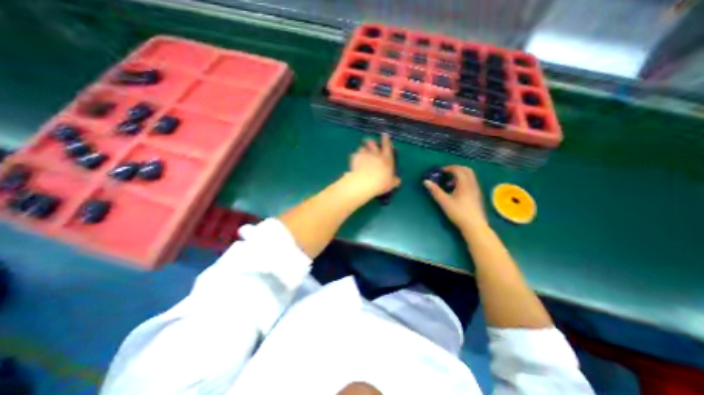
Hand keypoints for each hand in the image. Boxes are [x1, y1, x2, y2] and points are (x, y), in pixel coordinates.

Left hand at [345, 135, 401, 198]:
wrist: (364, 182)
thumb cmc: (380, 183)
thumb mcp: (390, 184)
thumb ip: (394, 180)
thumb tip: (398, 180)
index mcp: (386, 158)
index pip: (387, 146)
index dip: (386, 140)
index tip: (385, 135)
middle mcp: (376, 154)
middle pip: (373, 143)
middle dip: (372, 142)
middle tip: (371, 142)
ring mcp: (365, 154)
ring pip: (363, 147)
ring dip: (363, 149)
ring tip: (362, 151)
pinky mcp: (355, 158)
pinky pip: (355, 154)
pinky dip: (355, 156)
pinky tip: (355, 159)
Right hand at [426, 165, 486, 232]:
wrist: (474, 226)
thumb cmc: (458, 213)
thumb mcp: (444, 201)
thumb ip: (435, 190)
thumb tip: (426, 181)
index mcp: (465, 184)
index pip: (458, 169)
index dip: (448, 168)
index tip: (440, 171)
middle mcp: (472, 184)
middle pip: (466, 170)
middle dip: (455, 169)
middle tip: (445, 173)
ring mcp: (476, 190)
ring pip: (469, 176)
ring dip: (459, 176)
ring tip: (448, 184)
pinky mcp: (477, 196)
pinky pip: (471, 183)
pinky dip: (463, 182)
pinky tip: (456, 192)